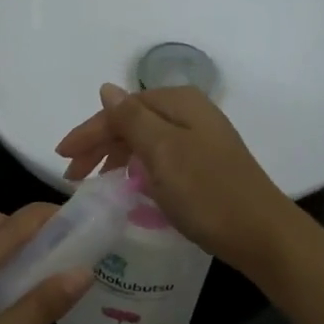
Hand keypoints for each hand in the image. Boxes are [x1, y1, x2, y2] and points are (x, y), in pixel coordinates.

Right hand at [54, 85, 298, 273]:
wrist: (261, 234)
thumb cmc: (207, 191)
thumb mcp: (163, 152)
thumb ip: (132, 119)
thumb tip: (106, 89)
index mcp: (179, 103)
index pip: (121, 109)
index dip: (89, 132)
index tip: (62, 157)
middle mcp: (190, 113)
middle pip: (132, 122)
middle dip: (99, 145)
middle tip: (73, 176)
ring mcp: (200, 140)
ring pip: (145, 140)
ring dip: (116, 157)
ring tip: (95, 182)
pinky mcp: (204, 165)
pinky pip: (159, 158)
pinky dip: (138, 168)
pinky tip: (129, 185)